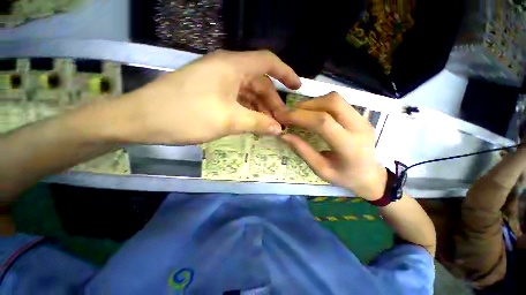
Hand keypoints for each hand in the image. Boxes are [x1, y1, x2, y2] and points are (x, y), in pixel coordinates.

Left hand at [118, 50, 300, 144]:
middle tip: (281, 122)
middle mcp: (227, 69)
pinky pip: (237, 100)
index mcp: (232, 66)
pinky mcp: (211, 93)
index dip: (286, 73)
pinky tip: (252, 124)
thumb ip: (257, 123)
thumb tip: (278, 129)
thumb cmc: (187, 115)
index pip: (268, 63)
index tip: (297, 87)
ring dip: (260, 109)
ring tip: (269, 127)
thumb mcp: (228, 120)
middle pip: (259, 83)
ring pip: (248, 94)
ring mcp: (218, 81)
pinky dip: (247, 112)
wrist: (142, 119)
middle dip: (273, 103)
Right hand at [277, 93, 386, 200]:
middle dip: (306, 106)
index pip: (323, 122)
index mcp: (349, 146)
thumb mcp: (321, 170)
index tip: (282, 117)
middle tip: (291, 114)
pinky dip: (320, 104)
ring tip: (300, 114)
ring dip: (313, 103)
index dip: (300, 117)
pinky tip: (312, 114)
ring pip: (335, 99)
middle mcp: (359, 127)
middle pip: (331, 102)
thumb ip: (302, 151)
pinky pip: (338, 102)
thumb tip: (283, 135)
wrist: (372, 176)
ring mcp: (363, 119)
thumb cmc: (345, 177)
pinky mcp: (361, 116)